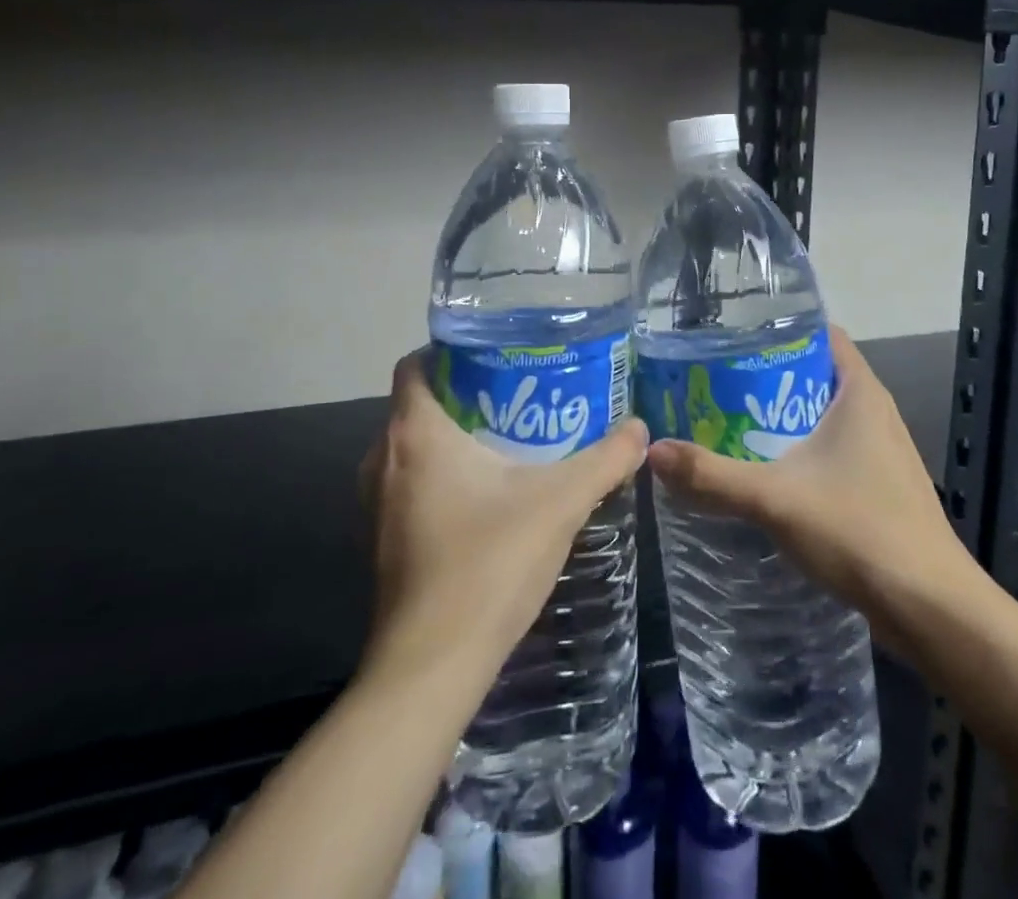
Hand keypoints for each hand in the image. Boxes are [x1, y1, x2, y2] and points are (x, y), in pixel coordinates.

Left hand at [359, 351, 649, 677]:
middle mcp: (383, 460)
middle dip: (466, 390)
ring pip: (415, 446)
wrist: (433, 668)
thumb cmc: (488, 565)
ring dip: (456, 435)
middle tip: (520, 390)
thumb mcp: (560, 502)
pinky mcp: (384, 539)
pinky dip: (444, 473)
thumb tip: (640, 428)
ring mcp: (377, 504)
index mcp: (415, 435)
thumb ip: (604, 460)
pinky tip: (492, 491)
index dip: (451, 349)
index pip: (416, 364)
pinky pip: (412, 482)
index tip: (498, 352)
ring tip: (513, 434)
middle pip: (420, 403)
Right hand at [646, 325, 982, 659]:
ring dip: (785, 417)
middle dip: (771, 376)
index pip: (822, 334)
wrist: (931, 608)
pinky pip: (836, 450)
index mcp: (860, 392)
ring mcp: (884, 450)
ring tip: (733, 423)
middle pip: (818, 373)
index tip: (735, 338)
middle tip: (719, 383)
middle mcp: (876, 412)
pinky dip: (803, 450)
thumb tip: (652, 452)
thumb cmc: (858, 530)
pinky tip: (769, 472)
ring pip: (826, 415)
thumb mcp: (774, 498)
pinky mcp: (882, 486)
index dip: (781, 329)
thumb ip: (712, 476)